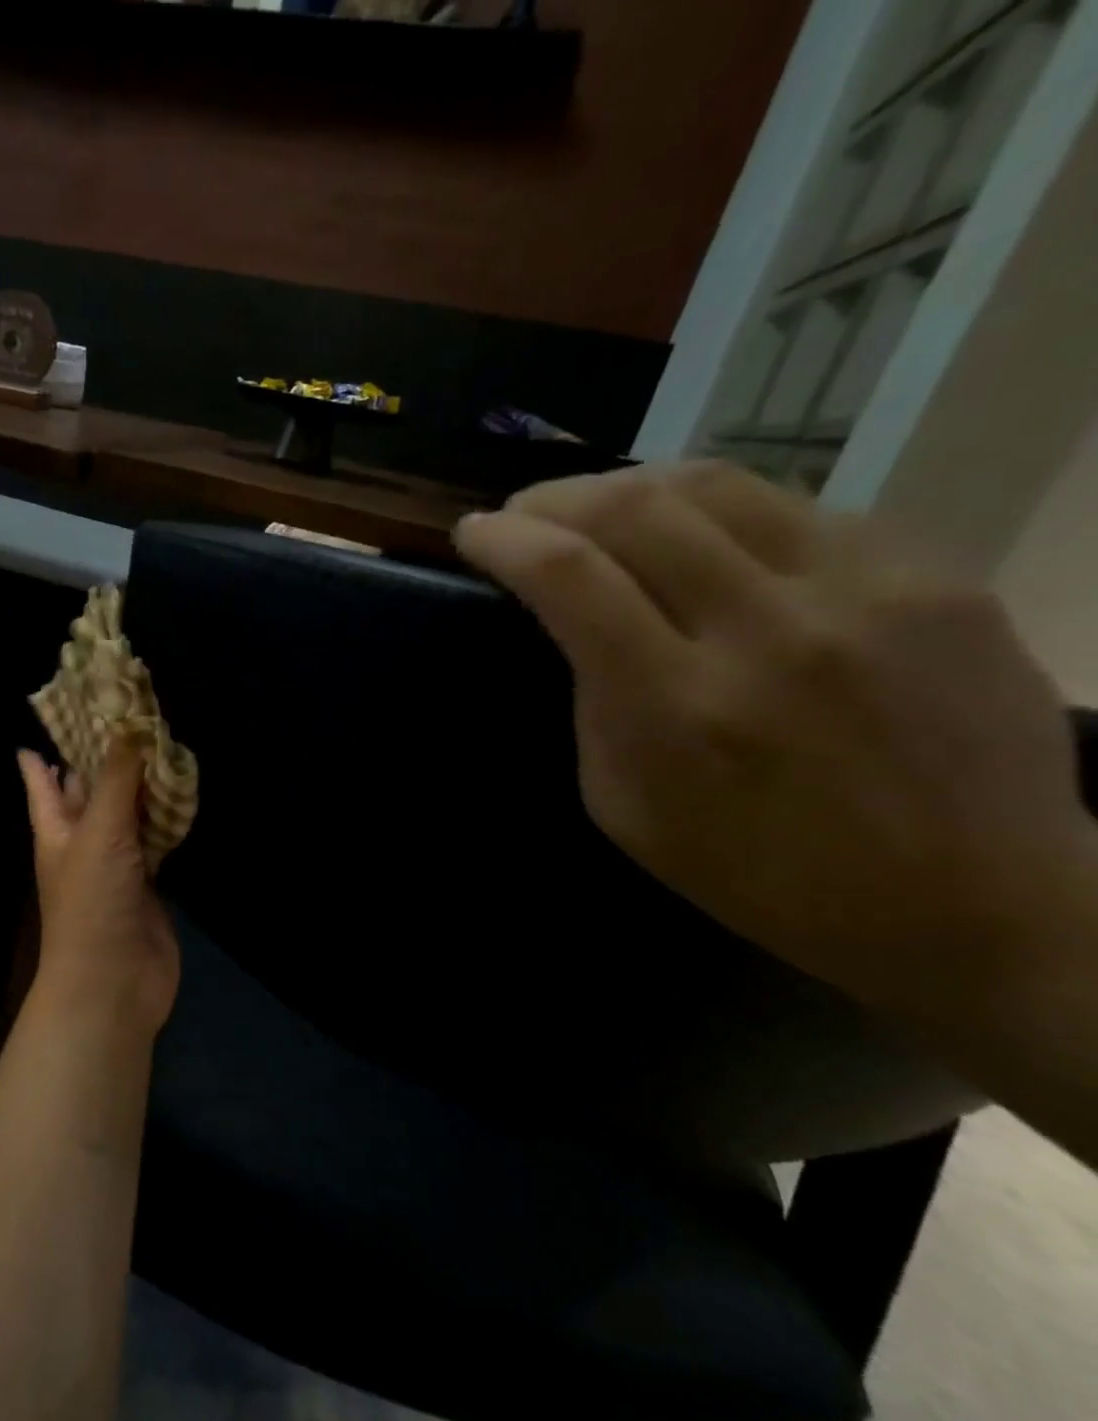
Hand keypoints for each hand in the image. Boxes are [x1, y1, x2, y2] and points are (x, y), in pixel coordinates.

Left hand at [18, 737, 180, 1037]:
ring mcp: (117, 861)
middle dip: (98, 760)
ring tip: (156, 741)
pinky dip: (166, 815)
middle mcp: (82, 840)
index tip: (54, 718)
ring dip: (138, 784)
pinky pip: (156, 836)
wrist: (115, 980)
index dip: (42, 753)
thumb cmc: (91, 902)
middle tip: (121, 717)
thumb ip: (116, 779)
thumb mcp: (98, 832)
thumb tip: (127, 724)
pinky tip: (180, 791)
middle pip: (86, 792)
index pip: (41, 781)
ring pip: (126, 811)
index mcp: (55, 829)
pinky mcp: (149, 879)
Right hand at [454, 461, 1097, 1013]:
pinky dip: (724, 517)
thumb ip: (593, 701)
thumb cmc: (758, 872)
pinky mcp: (937, 577)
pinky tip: (709, 544)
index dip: (504, 537)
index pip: (568, 575)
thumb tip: (577, 618)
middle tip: (526, 512)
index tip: (474, 531)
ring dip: (633, 487)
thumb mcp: (622, 805)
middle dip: (556, 497)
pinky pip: (798, 511)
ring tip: (603, 510)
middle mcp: (769, 632)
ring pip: (718, 484)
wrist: (975, 906)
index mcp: (676, 706)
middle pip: (635, 507)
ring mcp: (867, 592)